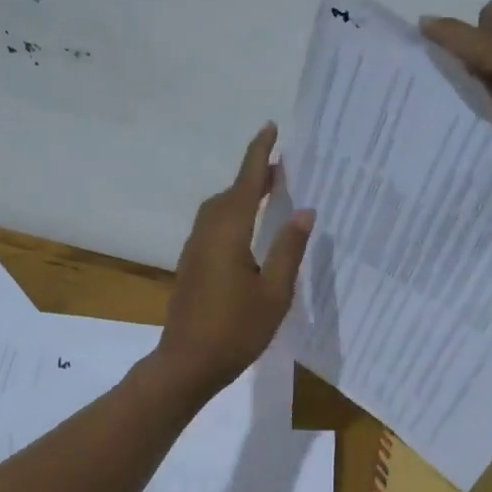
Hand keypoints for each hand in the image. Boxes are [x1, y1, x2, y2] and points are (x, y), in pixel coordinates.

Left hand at [154, 123, 313, 393]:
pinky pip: (213, 226)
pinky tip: (249, 231)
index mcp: (228, 233)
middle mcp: (207, 233)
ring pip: (218, 210)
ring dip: (241, 195)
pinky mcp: (191, 266)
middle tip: (281, 166)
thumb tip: (304, 211)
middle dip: (252, 175)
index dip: (259, 155)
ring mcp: (195, 250)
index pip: (246, 183)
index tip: (270, 128)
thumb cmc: (236, 330)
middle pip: (229, 193)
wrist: (187, 363)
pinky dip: (232, 215)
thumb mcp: (274, 293)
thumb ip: (288, 249)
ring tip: (269, 193)